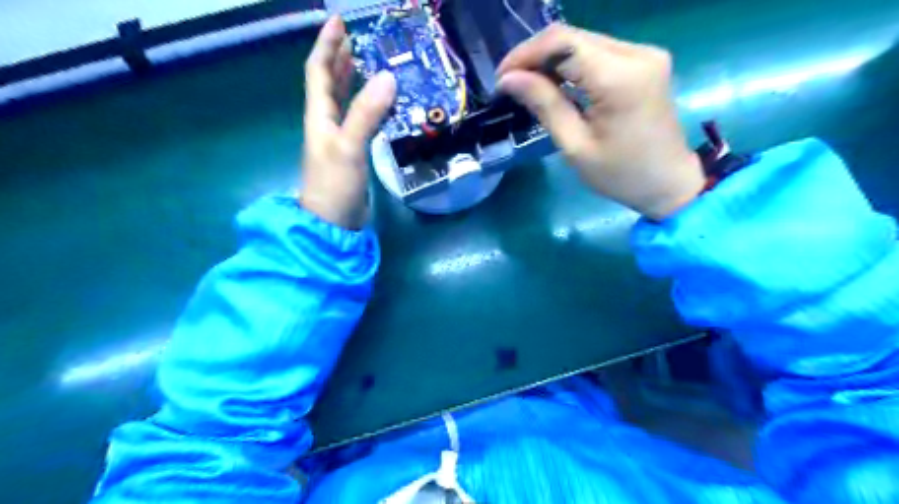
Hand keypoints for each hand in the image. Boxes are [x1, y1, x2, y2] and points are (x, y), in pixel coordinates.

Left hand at [299, 15, 394, 227]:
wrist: (334, 223)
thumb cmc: (334, 184)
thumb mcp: (348, 146)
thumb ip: (366, 113)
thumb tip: (388, 77)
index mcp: (319, 116)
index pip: (319, 71)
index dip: (326, 45)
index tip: (338, 21)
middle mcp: (326, 122)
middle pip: (330, 82)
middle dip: (340, 57)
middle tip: (358, 37)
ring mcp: (340, 139)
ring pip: (345, 101)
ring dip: (354, 80)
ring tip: (370, 62)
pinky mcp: (353, 153)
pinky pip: (360, 119)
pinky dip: (369, 106)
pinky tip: (382, 103)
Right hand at [499, 23, 700, 219]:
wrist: (669, 182)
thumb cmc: (620, 174)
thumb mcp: (575, 145)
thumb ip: (544, 104)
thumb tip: (509, 79)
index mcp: (620, 78)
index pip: (563, 42)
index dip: (526, 54)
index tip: (502, 77)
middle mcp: (636, 54)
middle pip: (573, 37)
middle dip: (535, 56)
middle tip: (510, 83)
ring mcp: (644, 54)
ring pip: (584, 42)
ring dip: (551, 59)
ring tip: (528, 85)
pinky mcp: (645, 61)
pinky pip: (598, 52)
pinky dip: (571, 64)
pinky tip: (555, 83)